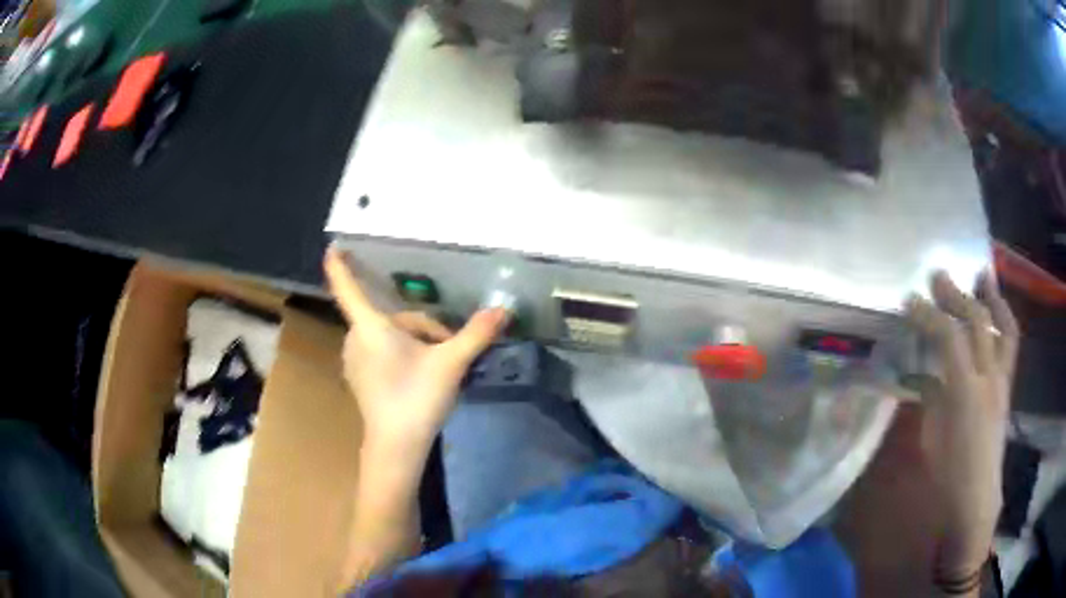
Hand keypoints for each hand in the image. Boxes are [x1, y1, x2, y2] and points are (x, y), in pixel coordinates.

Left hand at [324, 248, 508, 450]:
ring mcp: (354, 360)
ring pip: (391, 336)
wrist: (396, 446)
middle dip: (425, 330)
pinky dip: (404, 355)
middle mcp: (356, 339)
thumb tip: (503, 309)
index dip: (340, 265)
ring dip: (417, 343)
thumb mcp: (451, 363)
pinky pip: (383, 352)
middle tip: (449, 353)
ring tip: (440, 367)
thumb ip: (476, 334)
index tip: (333, 246)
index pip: (347, 288)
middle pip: (394, 318)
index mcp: (370, 327)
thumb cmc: (416, 398)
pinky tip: (422, 378)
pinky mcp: (359, 378)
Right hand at [905, 271, 1018, 576]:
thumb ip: (931, 397)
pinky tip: (996, 311)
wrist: (975, 500)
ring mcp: (1002, 381)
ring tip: (983, 274)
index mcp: (965, 393)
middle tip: (938, 277)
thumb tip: (924, 373)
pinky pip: (1010, 344)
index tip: (909, 300)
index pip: (948, 337)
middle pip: (977, 322)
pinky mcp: (1007, 388)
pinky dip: (1004, 320)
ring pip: (1004, 326)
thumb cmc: (947, 477)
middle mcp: (989, 378)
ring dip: (992, 297)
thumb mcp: (931, 438)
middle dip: (956, 295)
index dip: (928, 314)